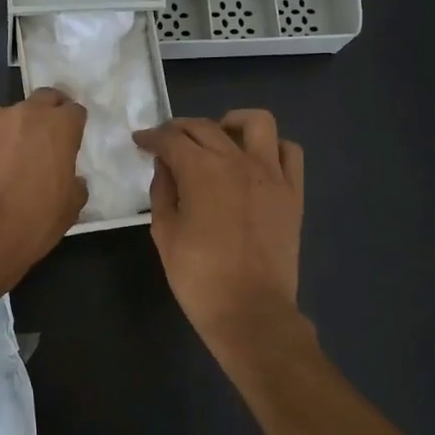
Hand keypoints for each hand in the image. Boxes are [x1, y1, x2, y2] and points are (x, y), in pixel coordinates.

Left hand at [0, 88, 88, 285]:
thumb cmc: (33, 223)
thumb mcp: (70, 208)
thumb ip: (74, 183)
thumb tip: (70, 178)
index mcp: (59, 127)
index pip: (73, 111)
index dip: (70, 127)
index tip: (65, 144)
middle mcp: (25, 112)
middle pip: (41, 100)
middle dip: (42, 117)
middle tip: (35, 145)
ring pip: (1, 118)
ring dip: (3, 134)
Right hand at [134, 110, 304, 349]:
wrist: (250, 311)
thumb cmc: (198, 277)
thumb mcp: (165, 233)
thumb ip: (162, 191)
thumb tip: (165, 166)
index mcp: (202, 171)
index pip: (172, 139)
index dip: (152, 137)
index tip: (141, 142)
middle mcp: (238, 161)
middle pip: (206, 127)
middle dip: (180, 129)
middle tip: (167, 143)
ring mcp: (271, 174)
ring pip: (257, 123)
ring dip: (232, 123)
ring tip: (218, 139)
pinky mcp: (293, 192)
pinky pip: (289, 152)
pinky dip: (270, 148)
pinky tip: (255, 161)